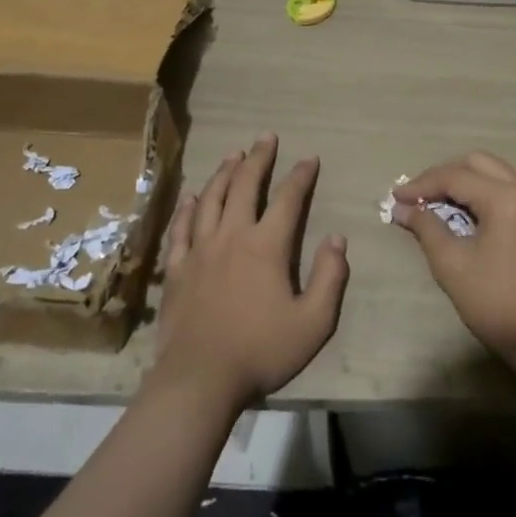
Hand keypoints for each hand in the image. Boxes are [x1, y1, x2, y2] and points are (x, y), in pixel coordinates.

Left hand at [150, 134, 348, 411]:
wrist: (199, 379)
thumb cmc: (261, 351)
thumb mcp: (314, 322)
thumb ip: (330, 277)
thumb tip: (337, 238)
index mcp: (266, 246)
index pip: (288, 199)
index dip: (301, 176)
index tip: (310, 159)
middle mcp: (232, 236)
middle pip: (245, 185)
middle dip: (259, 158)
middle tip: (266, 137)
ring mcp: (200, 250)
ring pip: (212, 198)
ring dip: (225, 173)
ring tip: (234, 155)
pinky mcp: (178, 268)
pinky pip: (181, 227)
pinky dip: (189, 207)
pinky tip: (193, 196)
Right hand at [391, 151, 515, 363]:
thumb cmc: (495, 302)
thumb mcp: (452, 264)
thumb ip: (425, 227)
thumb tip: (401, 207)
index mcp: (507, 198)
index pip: (456, 177)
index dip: (421, 185)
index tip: (394, 196)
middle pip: (477, 164)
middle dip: (443, 176)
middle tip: (416, 197)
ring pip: (492, 173)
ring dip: (461, 183)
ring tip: (432, 204)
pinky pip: (504, 190)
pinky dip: (479, 194)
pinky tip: (459, 213)